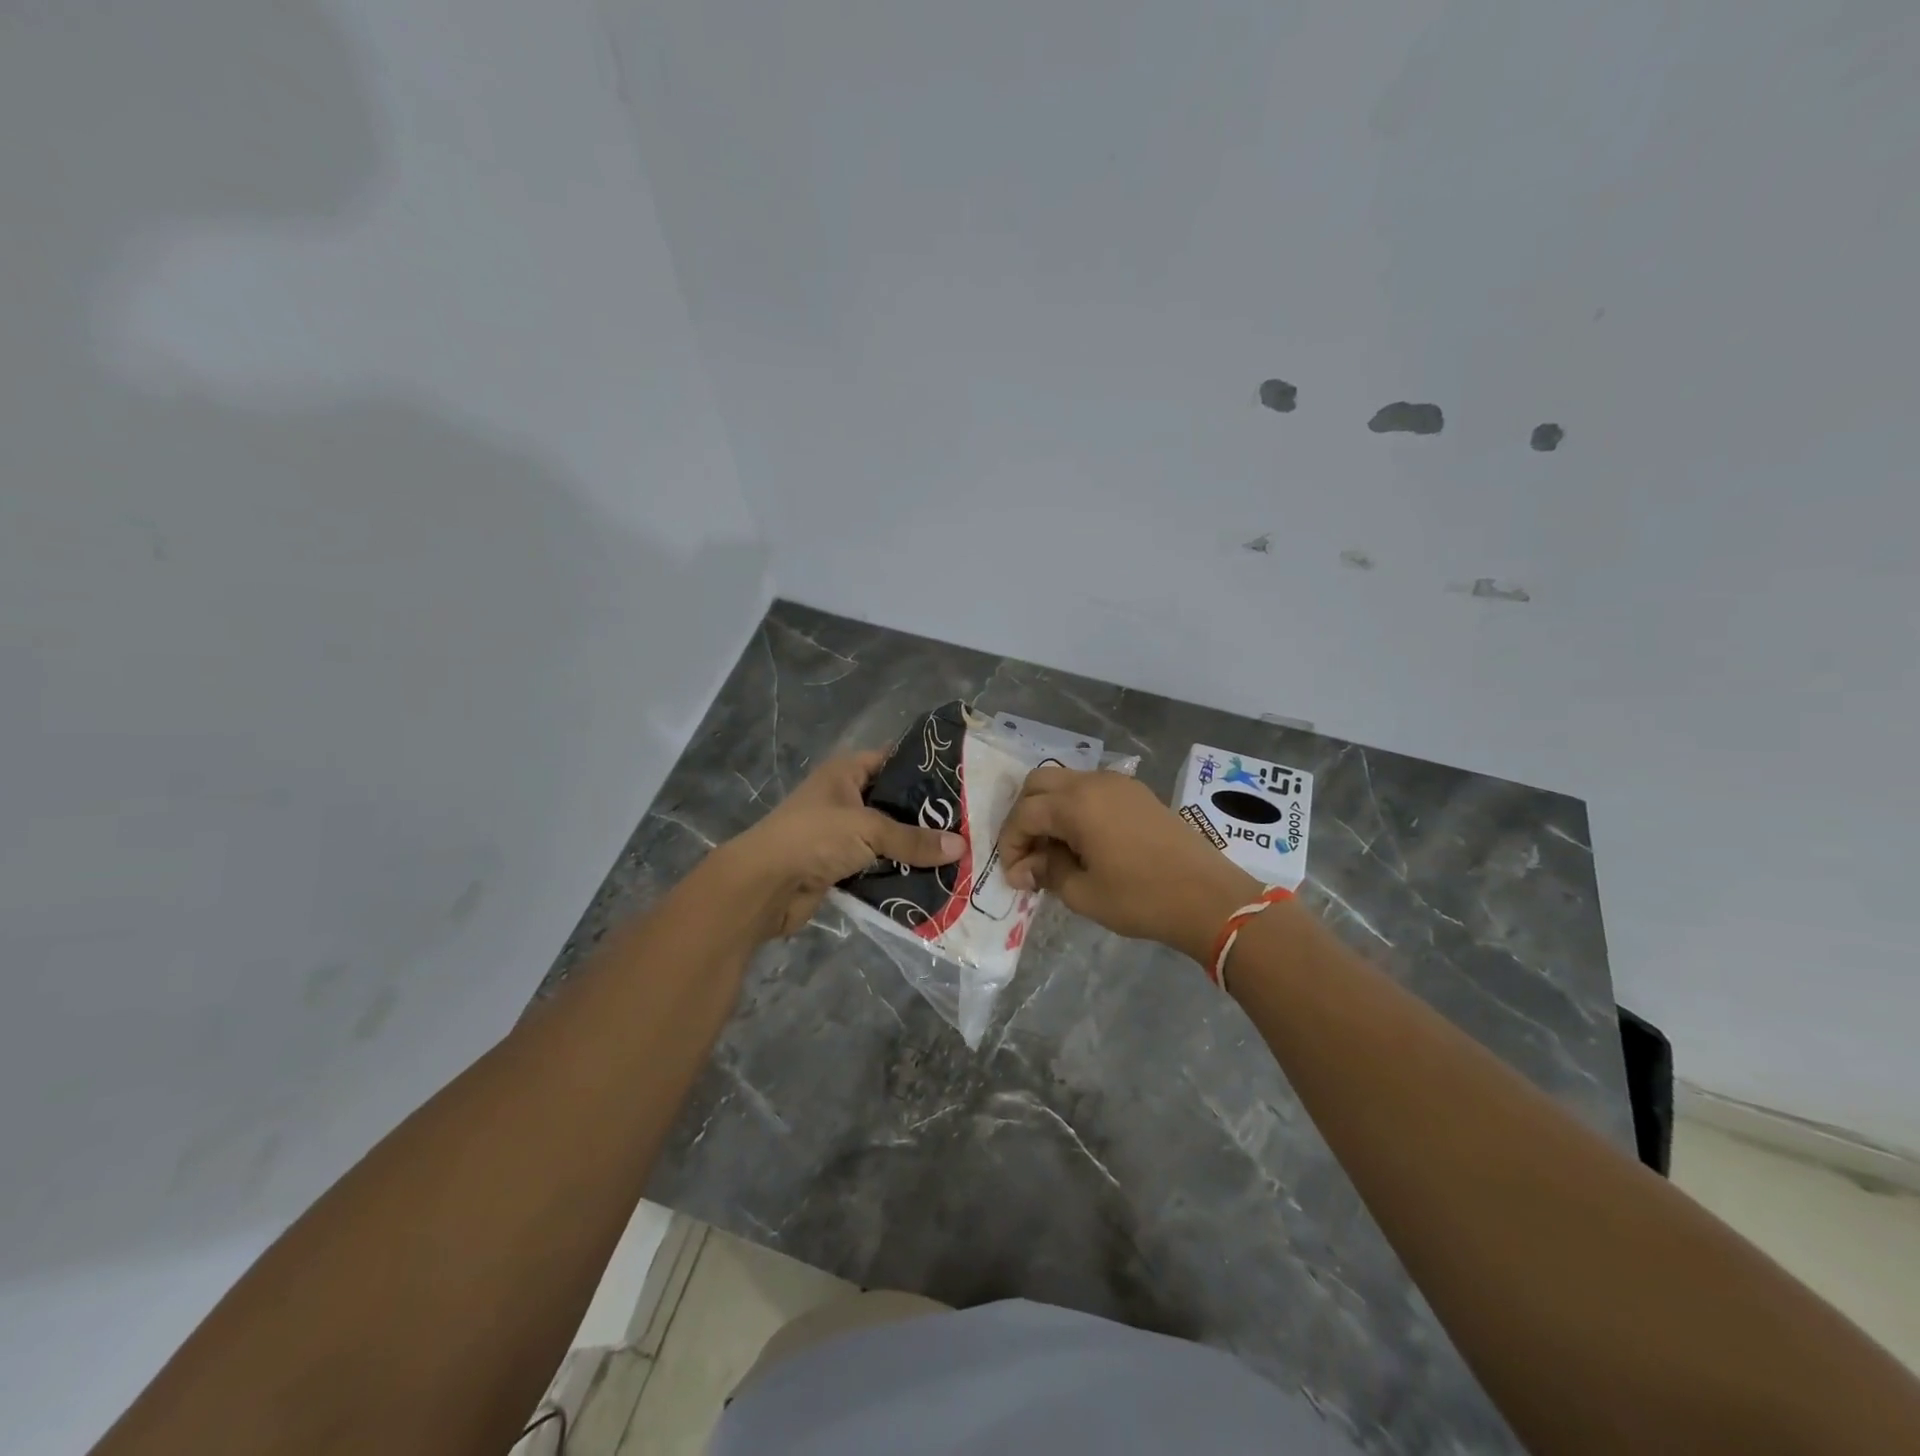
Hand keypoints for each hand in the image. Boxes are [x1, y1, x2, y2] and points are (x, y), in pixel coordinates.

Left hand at [708, 751, 964, 940]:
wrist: (763, 886)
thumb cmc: (814, 838)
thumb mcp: (868, 829)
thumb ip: (913, 839)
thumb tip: (962, 847)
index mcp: (845, 773)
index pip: (892, 760)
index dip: (924, 768)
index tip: (963, 781)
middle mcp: (844, 798)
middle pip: (894, 802)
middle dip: (926, 816)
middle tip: (969, 824)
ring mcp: (841, 834)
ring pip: (887, 837)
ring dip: (914, 848)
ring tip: (959, 854)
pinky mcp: (839, 866)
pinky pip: (877, 865)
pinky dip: (898, 873)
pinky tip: (932, 879)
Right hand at [998, 767, 1259, 963]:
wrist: (1209, 898)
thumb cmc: (1141, 899)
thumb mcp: (1083, 893)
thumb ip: (1047, 872)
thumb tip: (1024, 868)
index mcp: (1075, 804)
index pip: (1024, 813)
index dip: (1010, 843)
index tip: (1014, 876)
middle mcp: (1093, 782)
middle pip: (1039, 784)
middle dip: (1024, 816)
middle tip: (1028, 854)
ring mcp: (1118, 783)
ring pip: (1066, 782)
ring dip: (1050, 810)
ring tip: (1055, 851)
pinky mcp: (1137, 793)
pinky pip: (1092, 789)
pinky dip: (1075, 808)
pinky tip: (1083, 842)